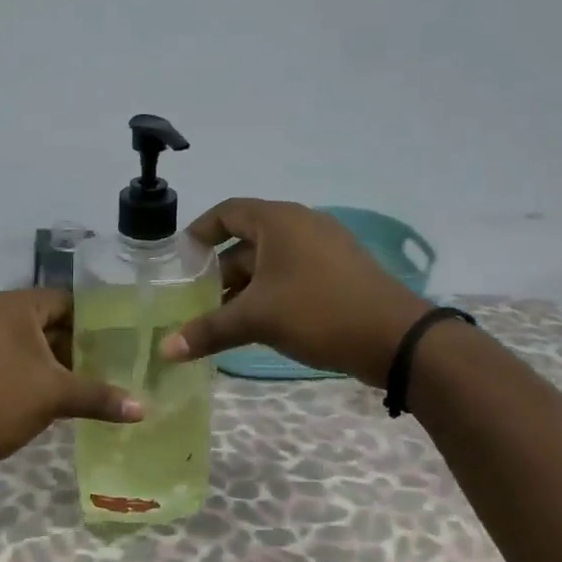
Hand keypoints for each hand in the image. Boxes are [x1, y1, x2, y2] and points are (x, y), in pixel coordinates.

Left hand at [0, 288, 143, 466]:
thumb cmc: (1, 401)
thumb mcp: (55, 396)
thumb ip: (100, 396)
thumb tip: (143, 408)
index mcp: (14, 306)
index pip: (66, 300)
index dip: (95, 320)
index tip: (120, 340)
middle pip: (47, 320)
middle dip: (76, 343)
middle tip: (109, 363)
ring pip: (27, 341)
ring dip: (53, 359)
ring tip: (86, 380)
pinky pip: (8, 355)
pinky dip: (30, 368)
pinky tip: (51, 392)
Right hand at [160, 198, 430, 386]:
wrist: (396, 338)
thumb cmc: (318, 312)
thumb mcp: (257, 319)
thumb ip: (208, 331)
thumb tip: (165, 350)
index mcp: (278, 221)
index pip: (226, 212)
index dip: (199, 232)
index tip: (179, 260)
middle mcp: (301, 225)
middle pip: (247, 241)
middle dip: (219, 271)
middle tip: (195, 301)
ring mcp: (324, 248)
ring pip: (270, 262)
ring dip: (244, 287)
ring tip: (221, 318)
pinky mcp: (340, 272)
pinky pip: (292, 274)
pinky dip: (270, 293)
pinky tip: (259, 324)